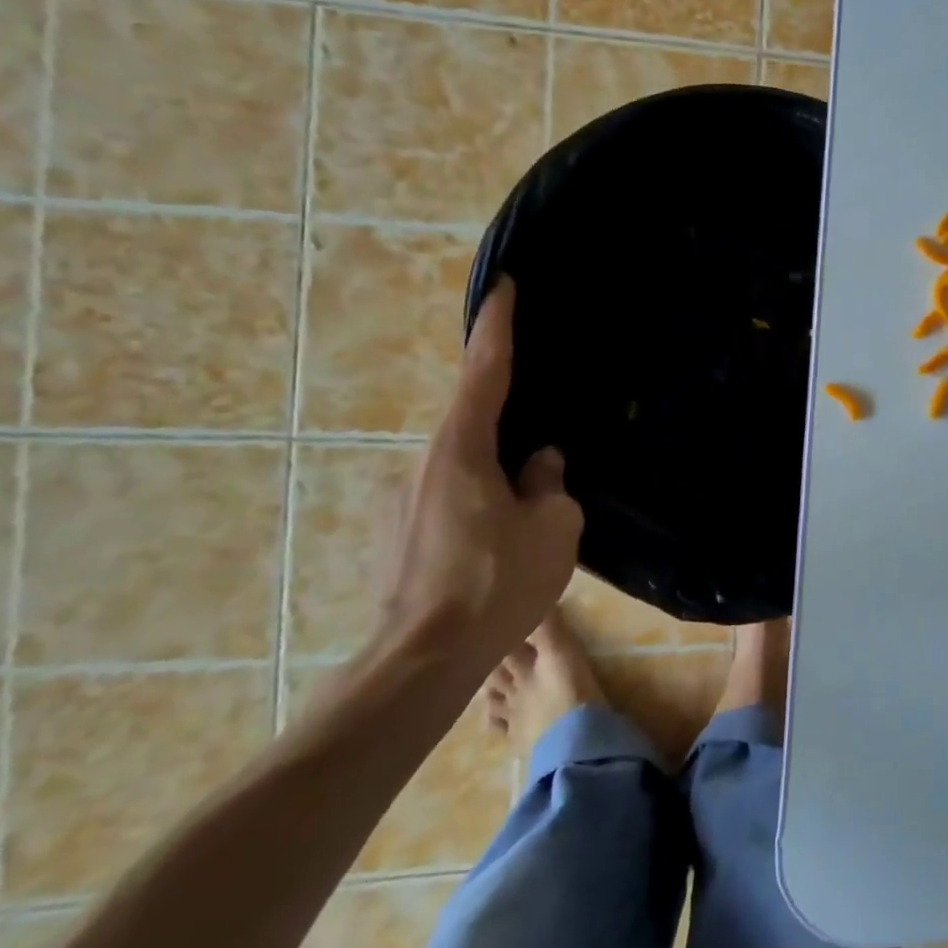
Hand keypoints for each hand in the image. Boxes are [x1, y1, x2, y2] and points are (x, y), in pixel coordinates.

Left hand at [376, 279, 583, 676]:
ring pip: (463, 469)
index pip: (484, 370)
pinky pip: (447, 499)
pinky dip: (476, 506)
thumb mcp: (553, 526)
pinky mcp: (394, 534)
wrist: (421, 662)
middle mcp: (422, 462)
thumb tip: (538, 463)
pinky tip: (496, 548)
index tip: (504, 286)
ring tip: (526, 522)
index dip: (498, 325)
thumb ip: (549, 482)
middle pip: (474, 424)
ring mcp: (400, 500)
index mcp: (461, 448)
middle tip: (543, 456)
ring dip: (495, 479)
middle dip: (509, 430)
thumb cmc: (496, 583)